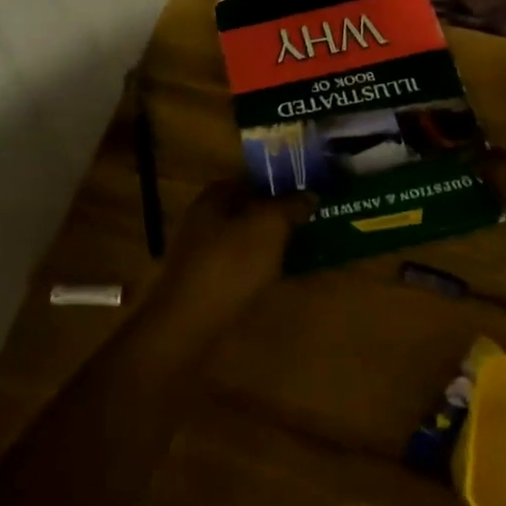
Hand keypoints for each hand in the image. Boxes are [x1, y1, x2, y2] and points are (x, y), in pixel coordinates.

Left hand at [157, 180, 314, 307]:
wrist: (190, 325)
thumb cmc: (230, 264)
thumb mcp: (268, 226)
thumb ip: (290, 206)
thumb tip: (310, 196)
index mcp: (214, 199)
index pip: (251, 180)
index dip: (281, 184)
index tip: (311, 193)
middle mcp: (205, 222)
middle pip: (250, 212)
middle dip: (281, 216)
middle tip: (315, 222)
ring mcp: (205, 255)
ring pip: (249, 242)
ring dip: (275, 245)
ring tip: (310, 249)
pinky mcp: (210, 285)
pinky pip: (245, 269)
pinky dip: (266, 270)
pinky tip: (288, 277)